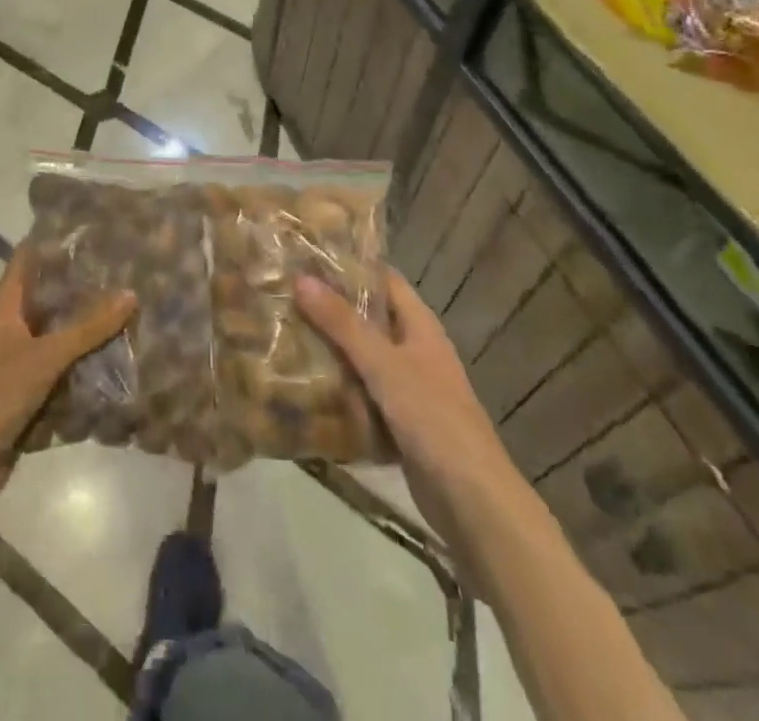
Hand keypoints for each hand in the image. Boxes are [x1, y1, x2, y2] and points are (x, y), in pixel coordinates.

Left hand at [0, 248, 135, 521]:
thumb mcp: (43, 357)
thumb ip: (87, 328)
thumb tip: (131, 292)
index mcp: (6, 306)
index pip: (29, 258)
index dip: (56, 240)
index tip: (95, 228)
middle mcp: (12, 327)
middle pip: (50, 296)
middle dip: (84, 286)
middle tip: (129, 270)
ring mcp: (19, 362)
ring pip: (60, 335)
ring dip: (89, 328)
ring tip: (134, 310)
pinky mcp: (28, 395)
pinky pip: (63, 371)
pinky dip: (86, 365)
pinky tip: (120, 360)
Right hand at [297, 270, 510, 543]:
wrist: (474, 502)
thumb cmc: (433, 418)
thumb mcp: (383, 364)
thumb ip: (342, 323)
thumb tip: (301, 278)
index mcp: (420, 326)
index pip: (384, 280)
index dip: (351, 265)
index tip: (308, 255)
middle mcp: (415, 350)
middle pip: (369, 318)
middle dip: (331, 308)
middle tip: (285, 295)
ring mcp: (409, 389)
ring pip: (363, 358)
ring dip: (331, 349)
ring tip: (284, 333)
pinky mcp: (400, 424)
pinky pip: (363, 395)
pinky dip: (339, 389)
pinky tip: (304, 386)